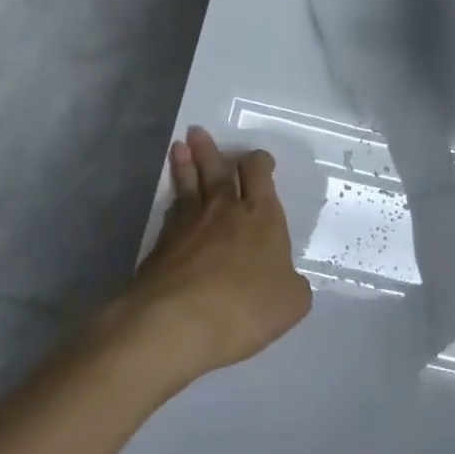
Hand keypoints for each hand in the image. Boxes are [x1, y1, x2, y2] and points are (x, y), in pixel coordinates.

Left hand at [121, 126, 311, 379]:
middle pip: (218, 170)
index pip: (259, 174)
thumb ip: (293, 284)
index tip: (258, 159)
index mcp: (261, 215)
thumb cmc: (246, 306)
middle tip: (198, 132)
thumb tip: (286, 279)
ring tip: (180, 147)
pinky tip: (173, 200)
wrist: (178, 320)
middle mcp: (224, 209)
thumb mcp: (291, 301)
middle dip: (211, 151)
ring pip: (189, 184)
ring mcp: (188, 223)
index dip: (259, 162)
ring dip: (186, 164)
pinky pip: (171, 212)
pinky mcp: (161, 244)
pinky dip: (174, 200)